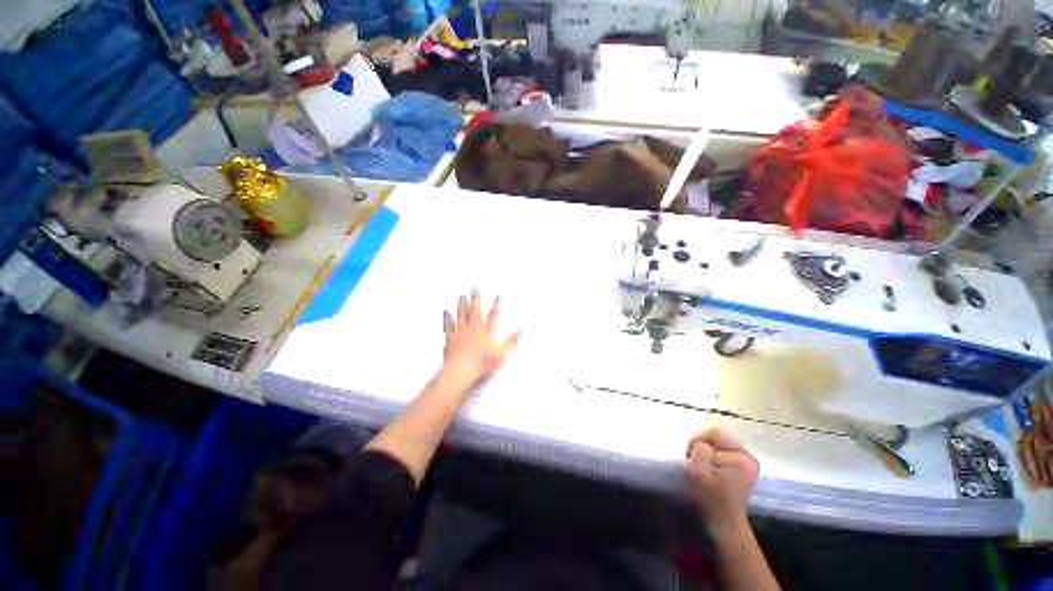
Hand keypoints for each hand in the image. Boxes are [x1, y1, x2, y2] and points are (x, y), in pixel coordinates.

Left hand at [441, 289, 519, 390]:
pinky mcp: (450, 338)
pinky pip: (448, 325)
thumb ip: (511, 341)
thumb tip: (520, 331)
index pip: (493, 315)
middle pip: (475, 310)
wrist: (461, 371)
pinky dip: (447, 317)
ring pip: (462, 315)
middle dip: (476, 298)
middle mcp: (474, 328)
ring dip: (462, 304)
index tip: (498, 295)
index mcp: (487, 331)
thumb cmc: (483, 363)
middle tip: (475, 288)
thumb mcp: (502, 354)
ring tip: (462, 295)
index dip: (496, 305)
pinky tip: (446, 311)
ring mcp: (461, 332)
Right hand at [684, 427, 758, 537]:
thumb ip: (699, 449)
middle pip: (718, 437)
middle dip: (703, 446)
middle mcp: (748, 456)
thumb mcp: (698, 471)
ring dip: (707, 451)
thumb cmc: (710, 498)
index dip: (697, 440)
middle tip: (695, 462)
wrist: (724, 522)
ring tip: (702, 466)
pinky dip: (714, 456)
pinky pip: (724, 451)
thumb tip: (701, 442)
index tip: (690, 456)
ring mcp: (748, 461)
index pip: (713, 433)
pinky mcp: (744, 466)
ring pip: (719, 443)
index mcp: (741, 457)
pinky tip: (711, 469)